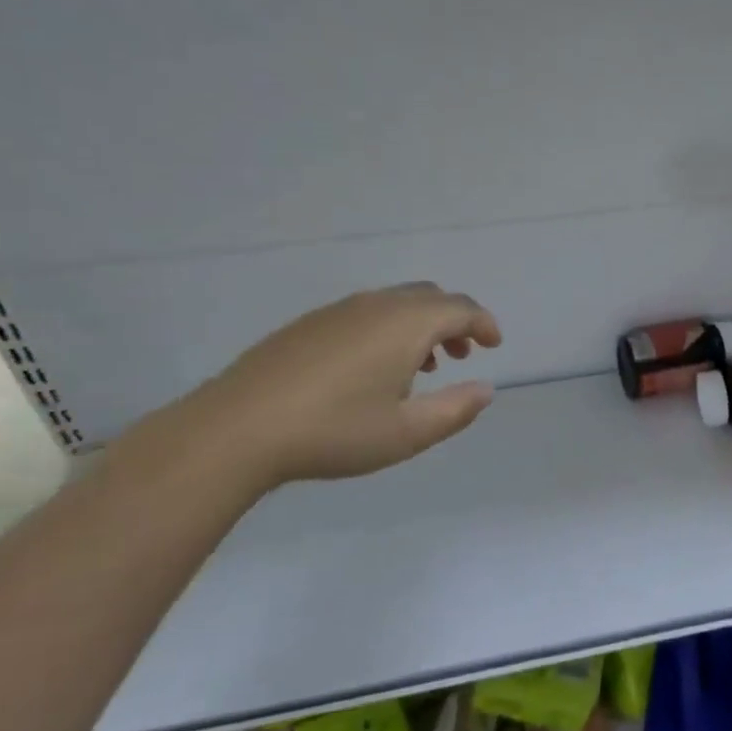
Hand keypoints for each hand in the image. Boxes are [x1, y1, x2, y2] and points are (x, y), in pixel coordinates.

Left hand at [173, 282, 502, 492]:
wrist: (237, 429)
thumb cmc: (334, 431)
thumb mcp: (407, 433)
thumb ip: (456, 410)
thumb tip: (486, 390)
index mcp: (407, 323)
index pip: (461, 309)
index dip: (484, 324)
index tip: (494, 345)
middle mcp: (377, 305)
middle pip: (430, 297)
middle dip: (454, 321)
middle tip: (460, 356)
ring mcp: (338, 311)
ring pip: (396, 303)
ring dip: (420, 326)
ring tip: (420, 367)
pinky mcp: (309, 324)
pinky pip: (366, 312)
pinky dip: (388, 329)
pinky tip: (372, 369)